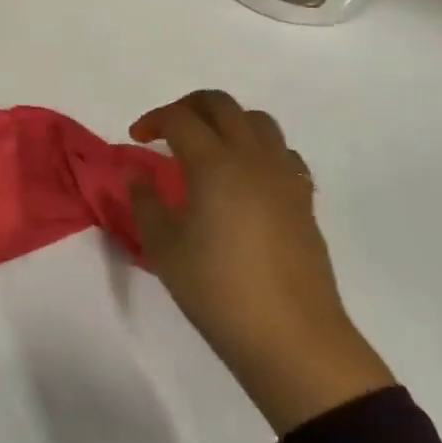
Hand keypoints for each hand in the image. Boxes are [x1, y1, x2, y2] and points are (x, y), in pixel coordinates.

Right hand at [130, 90, 393, 435]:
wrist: (292, 337)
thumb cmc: (218, 291)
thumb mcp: (164, 248)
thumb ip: (145, 203)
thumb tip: (138, 174)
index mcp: (214, 163)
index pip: (180, 118)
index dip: (154, 119)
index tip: (137, 138)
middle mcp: (252, 157)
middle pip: (222, 104)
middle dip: (189, 106)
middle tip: (168, 129)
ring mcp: (284, 176)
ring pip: (258, 121)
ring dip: (228, 121)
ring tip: (209, 147)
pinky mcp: (304, 199)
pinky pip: (283, 152)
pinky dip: (259, 149)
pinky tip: (246, 177)